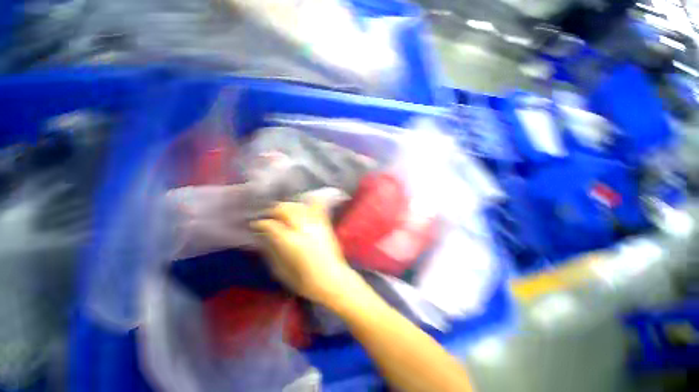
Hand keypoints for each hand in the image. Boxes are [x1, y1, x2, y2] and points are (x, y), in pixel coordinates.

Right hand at [251, 200, 365, 306]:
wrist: (333, 279)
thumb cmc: (305, 281)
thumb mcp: (281, 271)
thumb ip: (271, 252)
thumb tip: (264, 238)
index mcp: (290, 242)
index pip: (271, 225)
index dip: (261, 223)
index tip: (255, 224)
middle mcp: (303, 229)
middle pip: (286, 210)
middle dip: (274, 210)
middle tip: (268, 216)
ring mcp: (316, 224)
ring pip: (300, 206)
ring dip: (289, 206)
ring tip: (283, 211)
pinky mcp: (326, 225)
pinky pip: (317, 208)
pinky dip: (309, 203)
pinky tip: (303, 204)